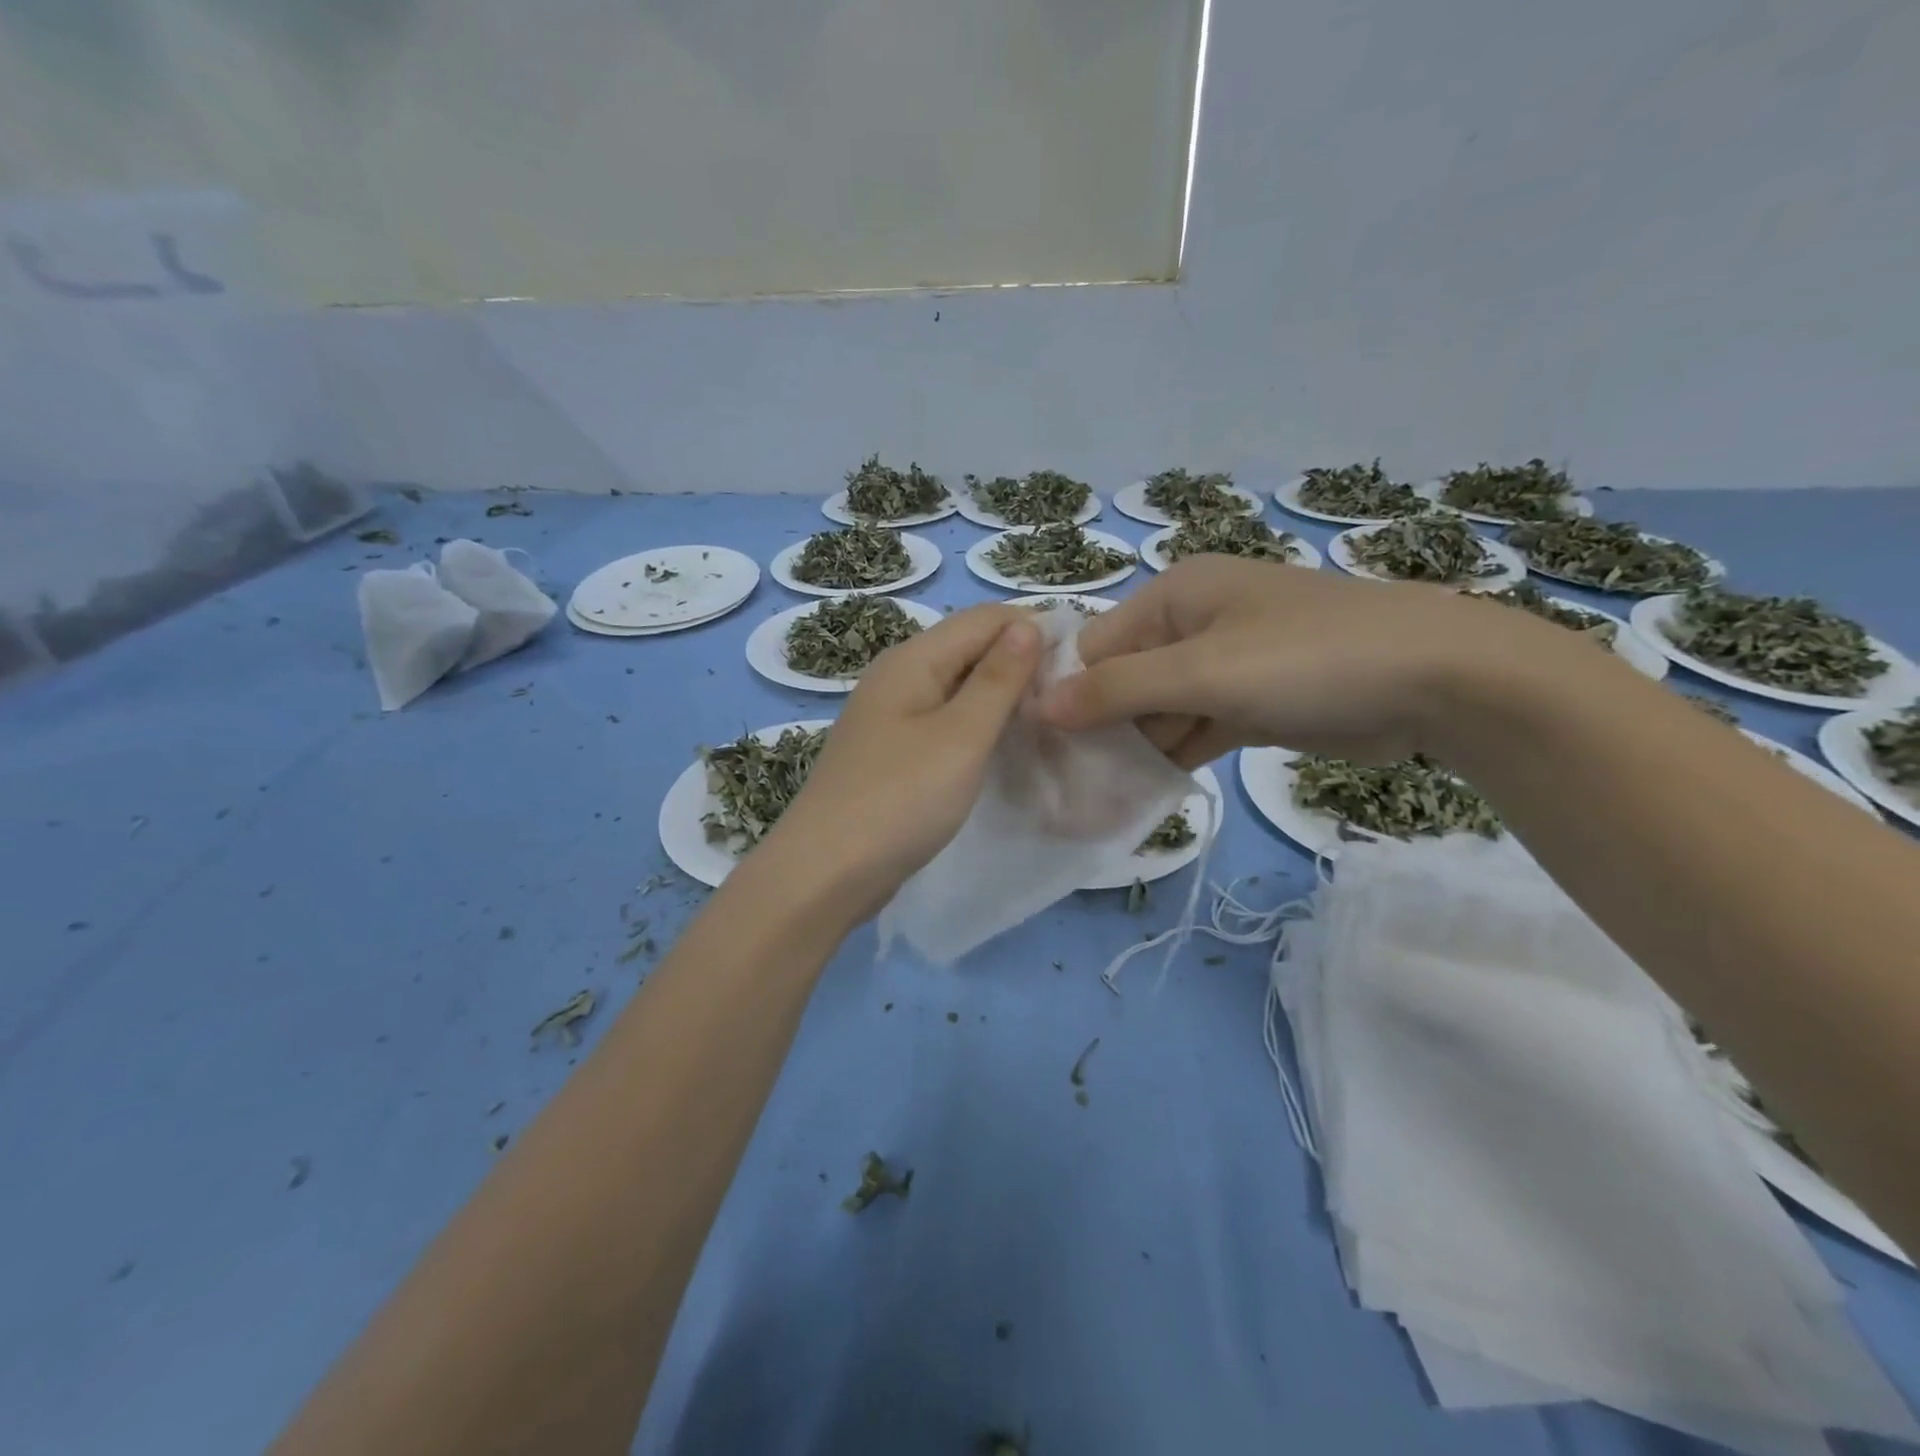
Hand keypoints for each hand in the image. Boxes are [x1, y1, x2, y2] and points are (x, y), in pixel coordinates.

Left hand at [762, 604, 1041, 916]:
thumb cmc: (900, 799)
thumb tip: (1028, 624)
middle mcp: (898, 675)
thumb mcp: (960, 736)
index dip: (1033, 629)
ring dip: (1000, 696)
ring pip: (956, 686)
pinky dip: (975, 724)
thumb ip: (997, 679)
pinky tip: (1001, 745)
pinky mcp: (891, 750)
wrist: (826, 871)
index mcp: (912, 659)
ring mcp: (890, 714)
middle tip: (1069, 696)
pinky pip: (942, 719)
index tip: (1081, 662)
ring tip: (1046, 719)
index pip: (984, 619)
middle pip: (968, 648)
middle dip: (1019, 662)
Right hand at [1037, 556, 1543, 765]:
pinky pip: (1193, 729)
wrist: (1437, 681)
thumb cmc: (1307, 659)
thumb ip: (1117, 689)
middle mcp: (1192, 624)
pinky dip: (1172, 757)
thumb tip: (1039, 706)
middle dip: (1099, 728)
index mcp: (1175, 595)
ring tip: (1091, 798)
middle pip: (1124, 679)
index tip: (1041, 749)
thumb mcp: (1203, 672)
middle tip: (1063, 785)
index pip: (1096, 645)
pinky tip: (1140, 791)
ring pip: (1158, 710)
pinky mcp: (1251, 704)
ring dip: (1134, 749)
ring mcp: (1224, 666)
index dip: (1068, 694)